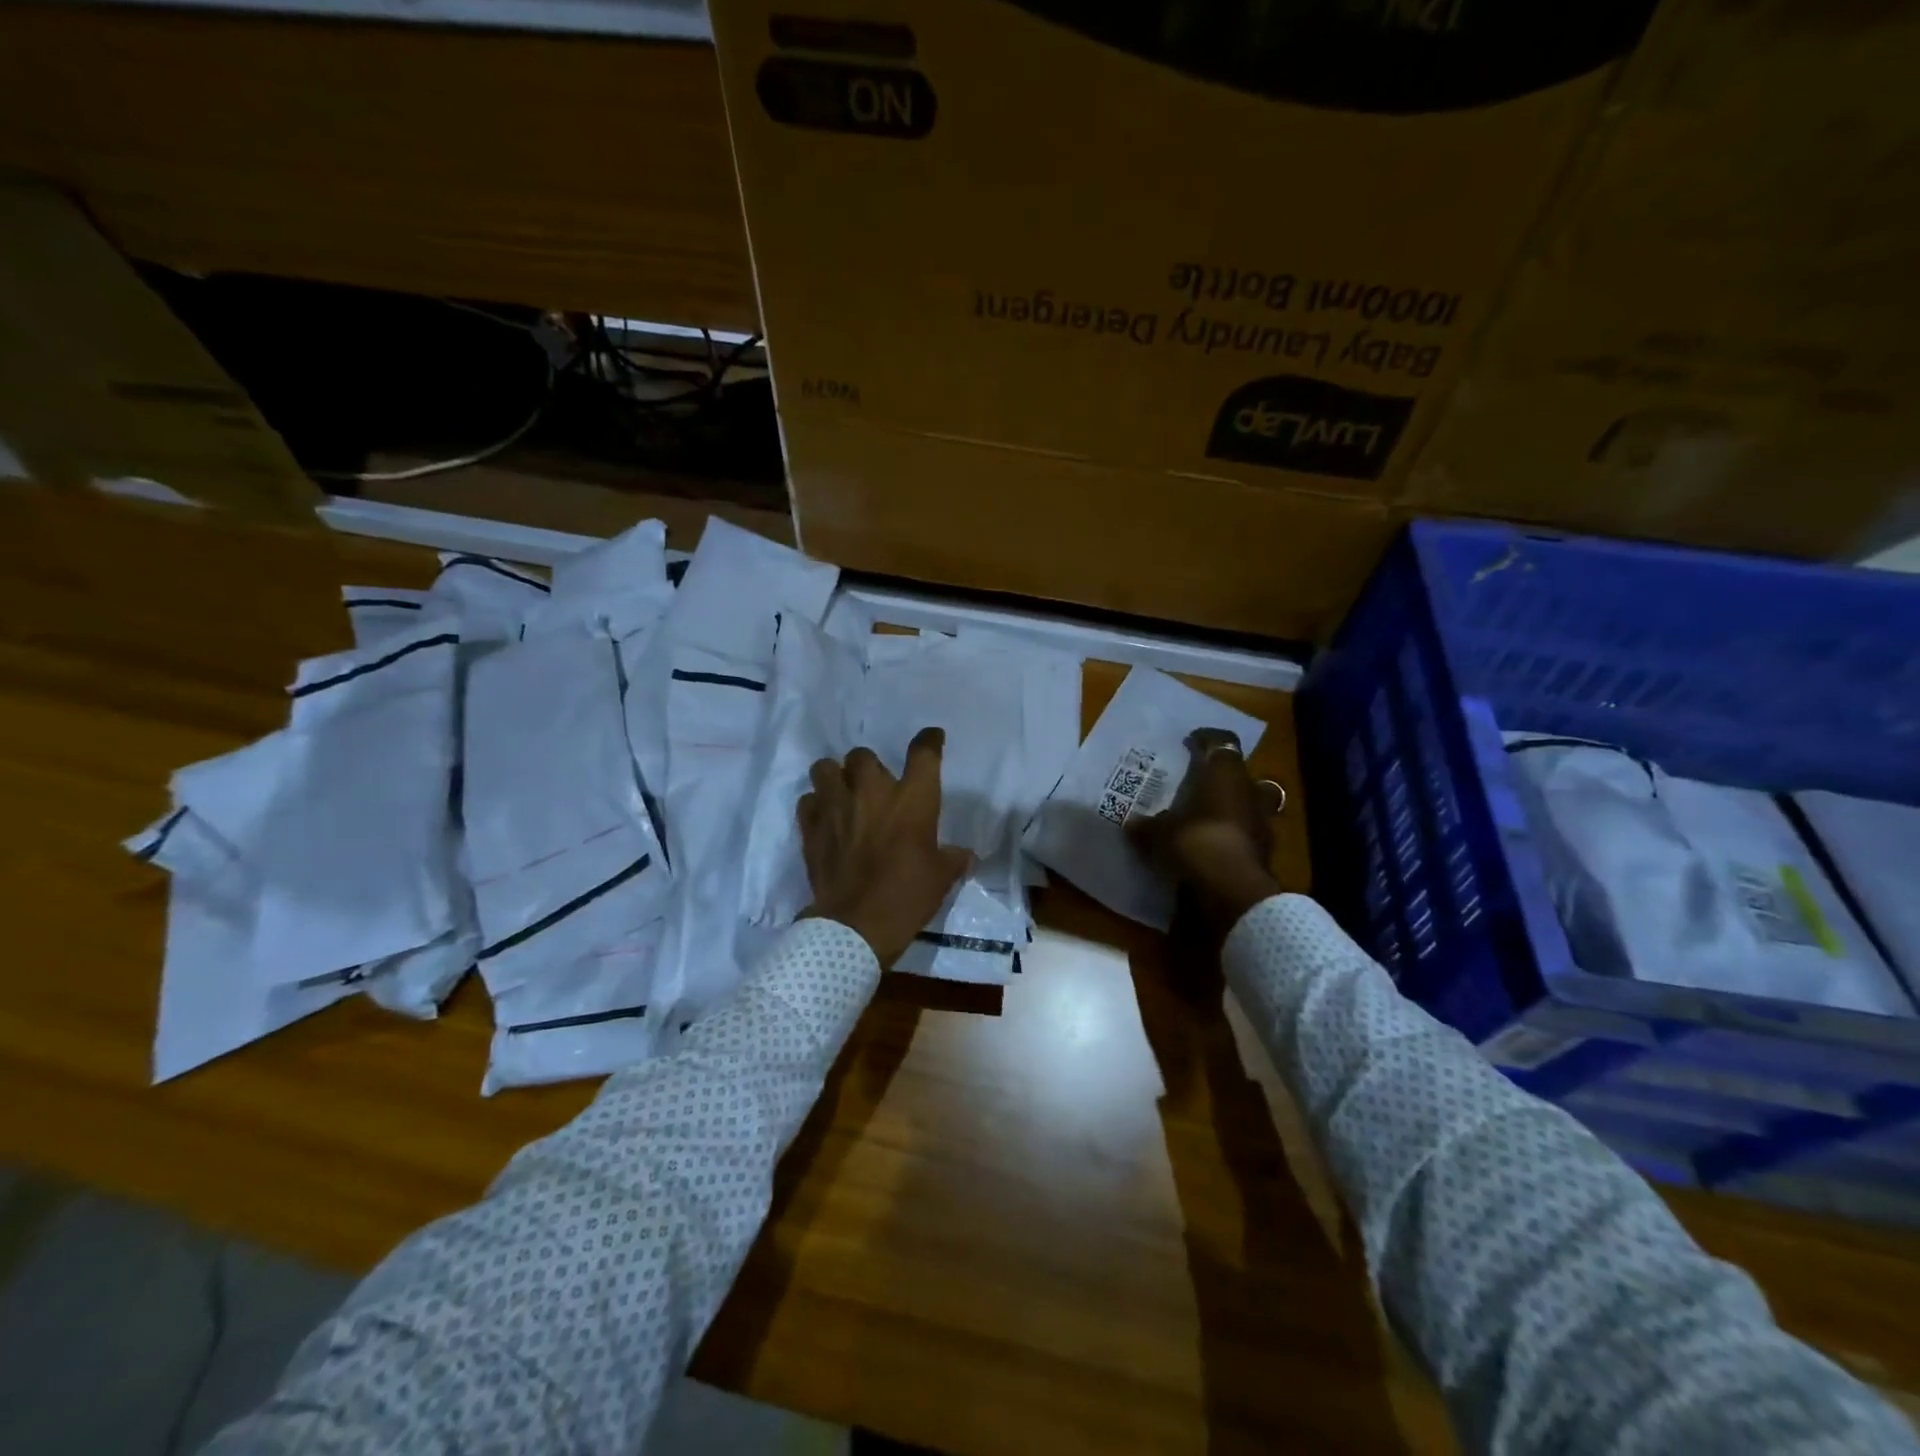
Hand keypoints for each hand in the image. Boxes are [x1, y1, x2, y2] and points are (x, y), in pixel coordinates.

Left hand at [799, 727, 973, 966]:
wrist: (856, 926)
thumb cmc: (907, 896)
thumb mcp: (941, 877)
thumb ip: (953, 858)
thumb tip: (965, 855)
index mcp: (912, 799)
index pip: (923, 753)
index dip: (929, 740)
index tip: (931, 738)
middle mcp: (872, 792)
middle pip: (863, 755)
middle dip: (869, 766)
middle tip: (875, 786)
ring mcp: (837, 806)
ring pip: (826, 767)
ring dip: (835, 776)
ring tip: (842, 792)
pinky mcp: (811, 827)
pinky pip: (808, 800)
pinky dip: (816, 805)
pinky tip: (824, 818)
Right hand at [1126, 729, 1284, 941]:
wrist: (1233, 891)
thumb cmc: (1197, 843)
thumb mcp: (1159, 833)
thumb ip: (1147, 825)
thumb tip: (1132, 823)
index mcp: (1227, 775)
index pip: (1222, 742)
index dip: (1206, 739)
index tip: (1190, 741)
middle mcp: (1250, 791)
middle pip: (1241, 773)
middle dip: (1223, 775)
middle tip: (1200, 781)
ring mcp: (1263, 822)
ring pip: (1250, 802)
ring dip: (1233, 805)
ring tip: (1208, 813)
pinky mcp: (1266, 850)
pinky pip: (1248, 832)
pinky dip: (1234, 833)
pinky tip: (1214, 843)